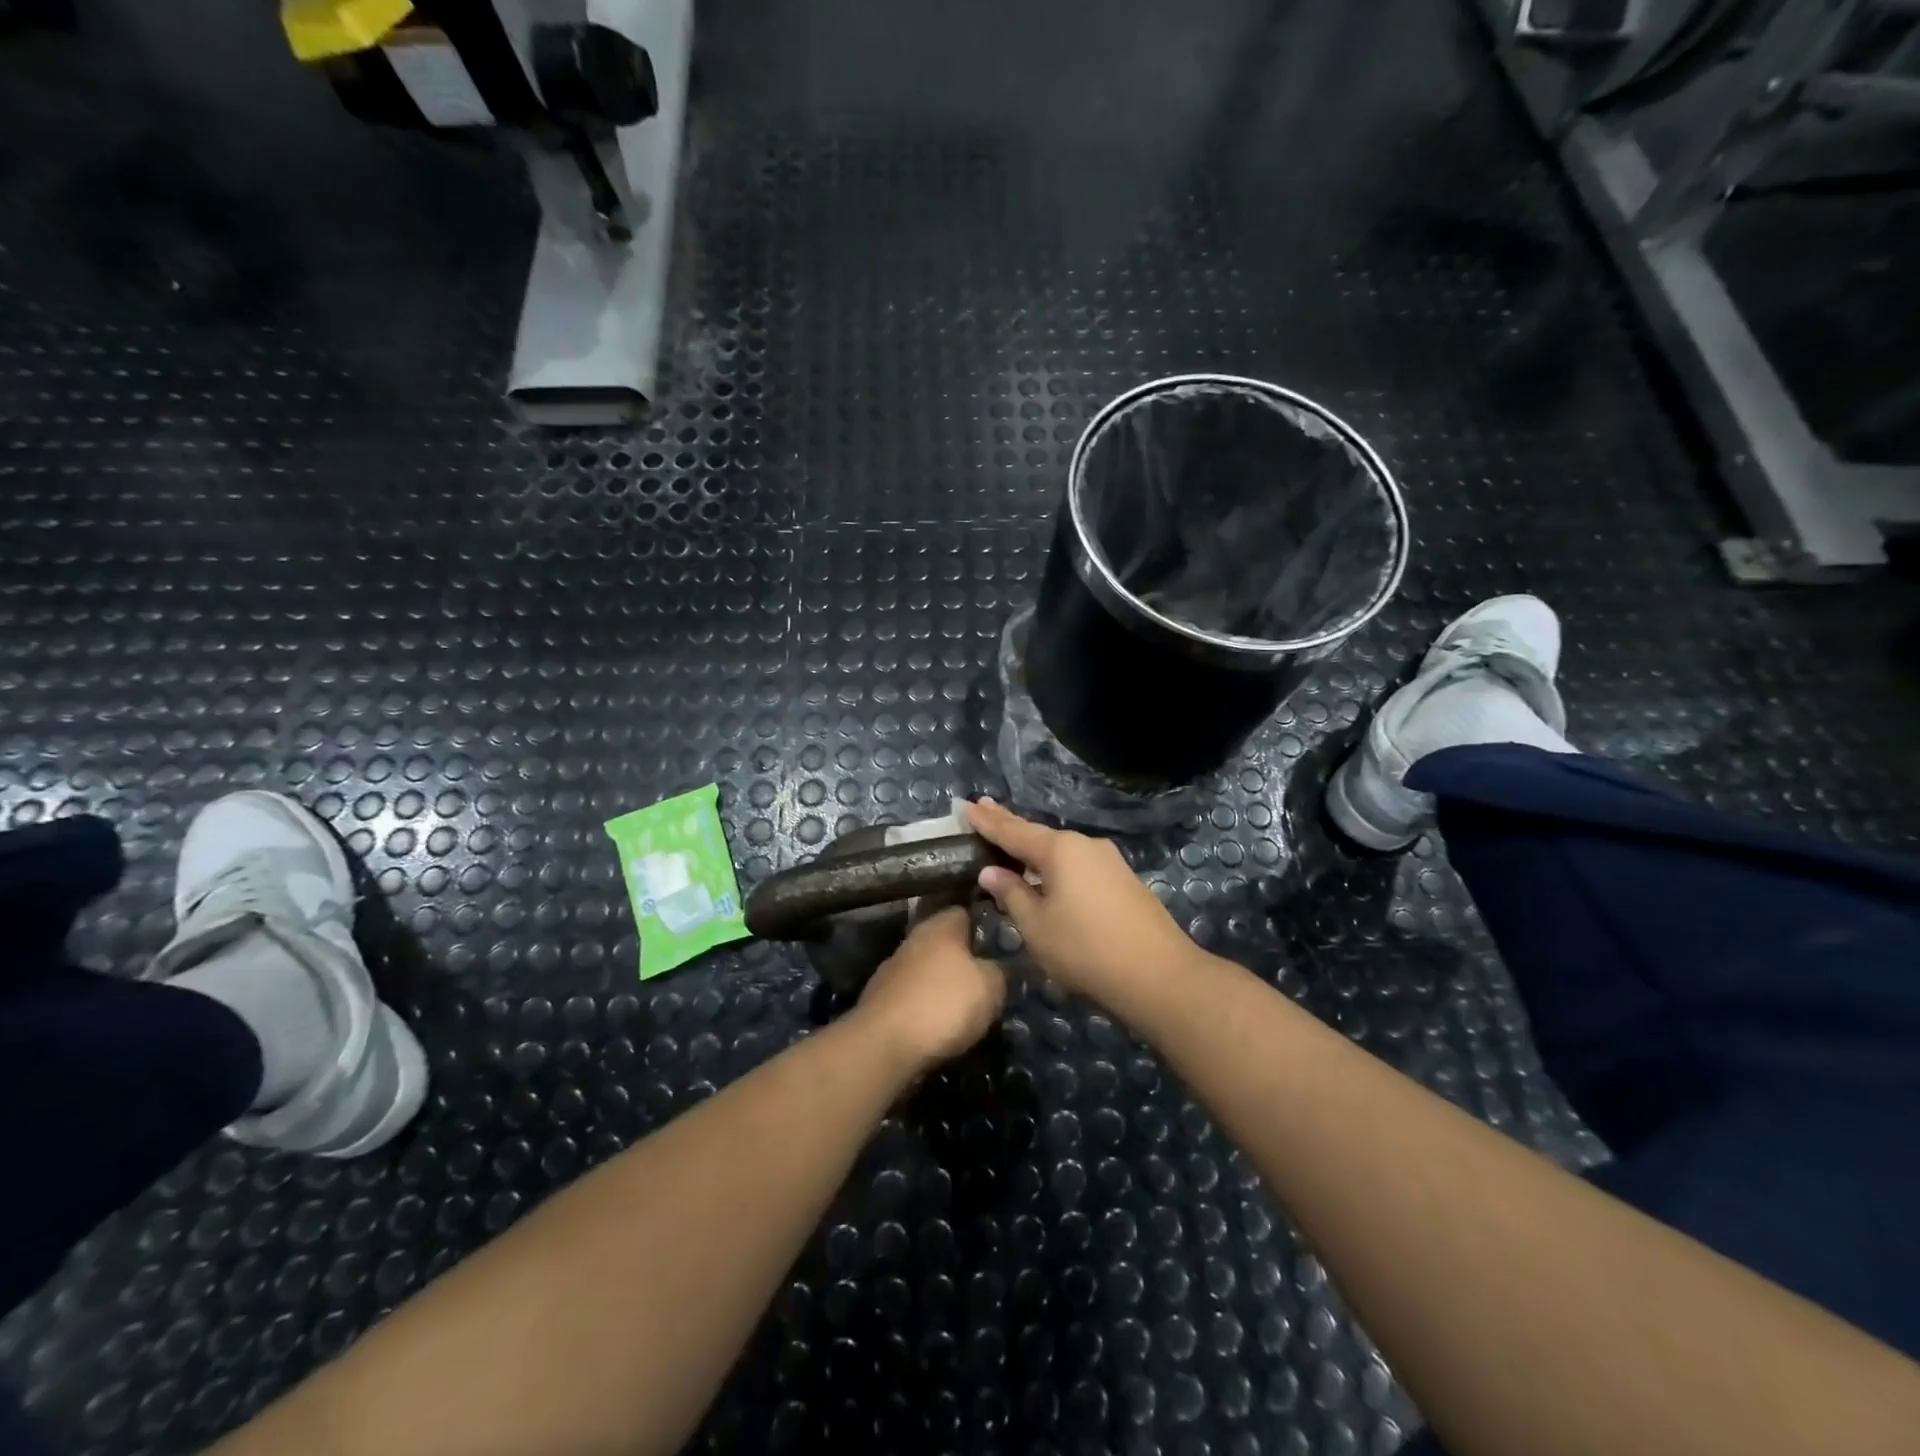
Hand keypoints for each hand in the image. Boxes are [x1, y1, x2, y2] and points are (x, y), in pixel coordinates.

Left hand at [853, 906, 1006, 1074]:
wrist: (883, 1045)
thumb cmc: (943, 1004)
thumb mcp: (991, 986)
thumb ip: (999, 969)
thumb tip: (997, 966)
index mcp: (940, 925)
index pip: (966, 912)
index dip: (986, 927)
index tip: (1003, 946)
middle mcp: (914, 938)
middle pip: (946, 942)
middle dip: (965, 959)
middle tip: (990, 980)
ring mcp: (893, 968)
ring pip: (929, 969)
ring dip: (944, 984)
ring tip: (967, 1007)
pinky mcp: (881, 998)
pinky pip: (914, 994)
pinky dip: (927, 1005)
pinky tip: (940, 1024)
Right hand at [964, 797, 1196, 1009]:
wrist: (1158, 975)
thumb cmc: (1085, 949)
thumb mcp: (1036, 926)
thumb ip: (1012, 894)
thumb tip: (992, 871)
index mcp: (1060, 850)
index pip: (1013, 831)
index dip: (987, 821)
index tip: (966, 806)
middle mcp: (1085, 845)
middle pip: (1038, 834)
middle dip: (1009, 824)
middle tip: (983, 808)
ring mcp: (1109, 861)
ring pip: (1060, 850)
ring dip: (1033, 847)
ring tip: (1009, 840)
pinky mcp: (1122, 880)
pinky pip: (1078, 864)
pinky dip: (1055, 864)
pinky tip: (1046, 871)